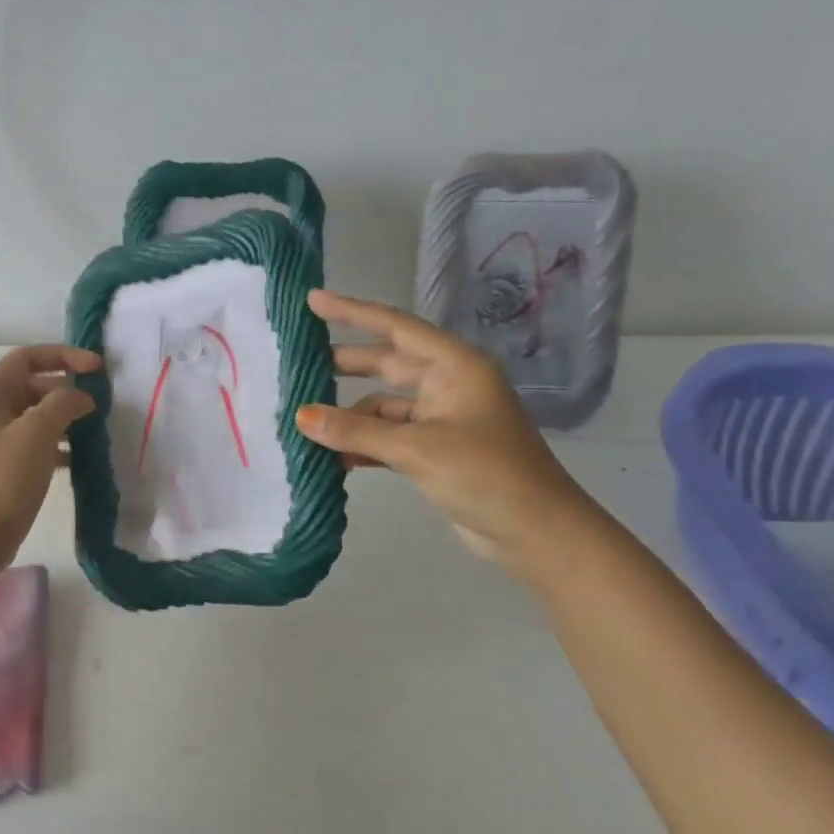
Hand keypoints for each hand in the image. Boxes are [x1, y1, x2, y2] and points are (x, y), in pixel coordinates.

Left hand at [0, 345, 101, 568]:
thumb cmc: (4, 479)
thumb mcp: (37, 432)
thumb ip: (64, 403)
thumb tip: (82, 397)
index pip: (27, 358)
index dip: (64, 356)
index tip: (98, 369)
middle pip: (32, 385)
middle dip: (66, 390)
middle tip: (99, 405)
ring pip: (36, 416)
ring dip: (65, 418)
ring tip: (94, 430)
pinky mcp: (4, 465)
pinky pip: (35, 443)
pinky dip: (57, 444)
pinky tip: (78, 458)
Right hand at [296, 289, 599, 574]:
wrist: (535, 532)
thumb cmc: (484, 474)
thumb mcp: (416, 449)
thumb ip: (356, 430)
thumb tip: (300, 416)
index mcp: (454, 366)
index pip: (394, 327)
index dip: (351, 312)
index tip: (312, 301)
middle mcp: (448, 384)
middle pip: (386, 363)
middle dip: (344, 363)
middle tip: (298, 361)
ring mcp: (442, 418)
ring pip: (384, 405)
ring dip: (350, 415)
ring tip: (306, 422)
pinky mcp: (436, 450)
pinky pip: (389, 435)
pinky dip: (363, 443)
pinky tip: (334, 457)